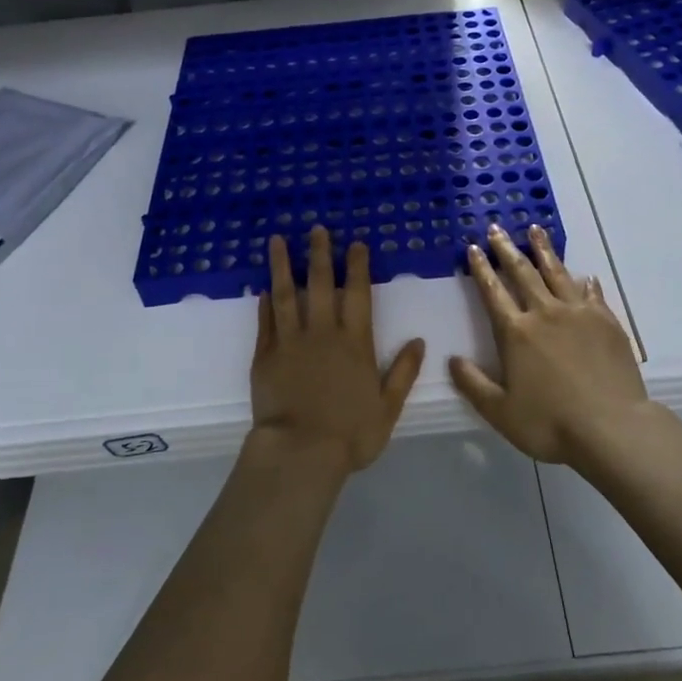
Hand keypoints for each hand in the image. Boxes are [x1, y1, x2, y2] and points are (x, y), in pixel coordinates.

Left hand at [250, 228, 425, 474]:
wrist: (300, 452)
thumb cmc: (350, 434)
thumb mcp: (387, 407)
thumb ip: (403, 372)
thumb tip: (418, 341)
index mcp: (355, 343)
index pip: (357, 295)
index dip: (357, 267)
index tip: (355, 244)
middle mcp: (323, 333)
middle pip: (321, 285)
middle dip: (320, 254)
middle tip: (316, 228)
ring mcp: (290, 342)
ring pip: (286, 295)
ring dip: (283, 266)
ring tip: (277, 241)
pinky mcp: (265, 356)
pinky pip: (265, 322)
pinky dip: (264, 303)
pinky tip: (262, 287)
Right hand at [449, 225, 648, 465]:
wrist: (611, 428)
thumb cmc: (550, 423)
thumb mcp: (500, 412)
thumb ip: (473, 384)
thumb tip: (453, 360)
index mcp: (515, 332)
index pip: (493, 292)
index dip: (481, 269)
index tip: (473, 248)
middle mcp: (545, 313)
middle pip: (523, 273)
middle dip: (506, 249)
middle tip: (497, 228)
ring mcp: (578, 314)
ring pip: (557, 273)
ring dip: (544, 251)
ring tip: (535, 230)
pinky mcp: (606, 322)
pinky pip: (592, 294)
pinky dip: (585, 282)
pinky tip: (584, 275)